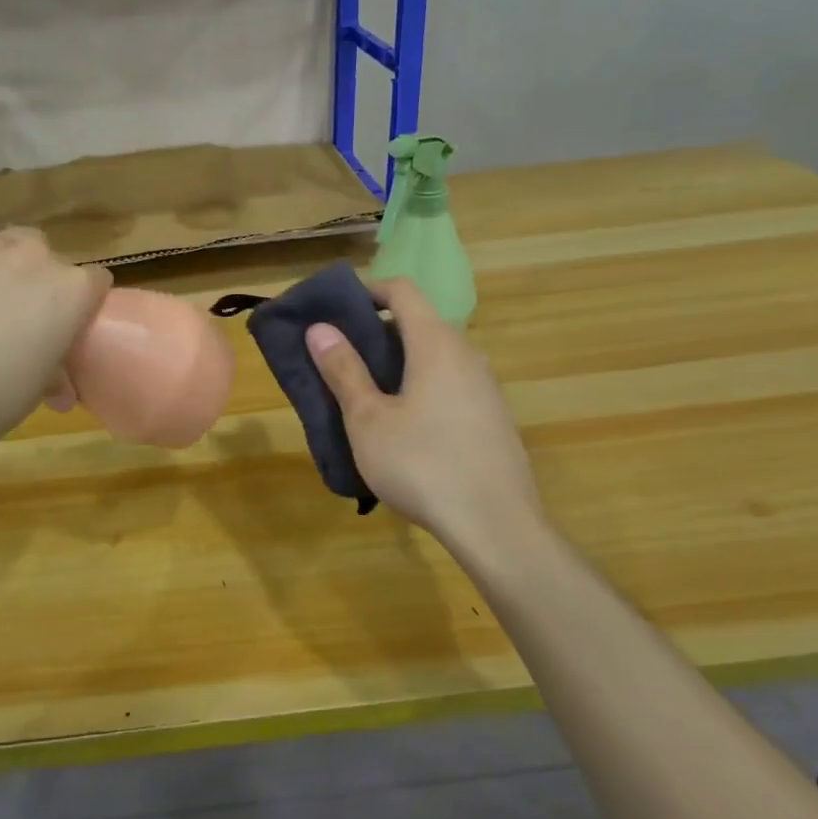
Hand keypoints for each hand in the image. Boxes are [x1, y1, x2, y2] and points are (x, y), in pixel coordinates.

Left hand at [0, 203, 111, 457]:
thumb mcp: (36, 391)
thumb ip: (55, 372)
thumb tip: (60, 387)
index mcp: (72, 292)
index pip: (96, 282)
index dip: (83, 305)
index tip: (68, 327)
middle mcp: (38, 258)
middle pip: (54, 259)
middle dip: (44, 283)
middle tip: (23, 318)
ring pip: (17, 237)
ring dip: (13, 259)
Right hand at [305, 277, 546, 554]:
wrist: (498, 528)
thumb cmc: (422, 465)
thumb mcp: (368, 419)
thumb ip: (344, 370)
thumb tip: (320, 329)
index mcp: (436, 344)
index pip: (403, 291)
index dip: (367, 290)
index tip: (334, 310)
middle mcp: (466, 355)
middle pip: (418, 322)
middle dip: (375, 331)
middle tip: (338, 356)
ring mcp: (485, 388)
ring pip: (434, 356)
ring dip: (397, 362)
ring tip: (363, 393)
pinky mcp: (493, 418)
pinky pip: (449, 383)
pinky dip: (419, 386)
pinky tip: (402, 427)